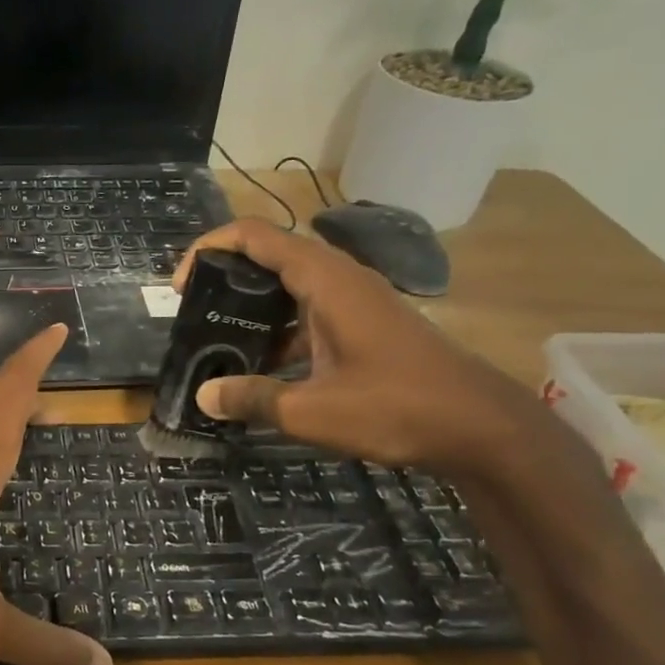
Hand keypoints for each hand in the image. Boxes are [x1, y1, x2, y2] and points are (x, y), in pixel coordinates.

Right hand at [172, 218, 542, 475]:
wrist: (484, 428)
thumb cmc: (397, 408)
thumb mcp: (312, 411)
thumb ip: (253, 398)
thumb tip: (204, 395)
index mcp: (325, 281)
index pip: (255, 236)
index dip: (209, 249)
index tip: (181, 286)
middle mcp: (340, 278)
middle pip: (270, 254)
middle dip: (226, 276)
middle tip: (194, 313)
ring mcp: (357, 300)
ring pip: (291, 284)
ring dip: (253, 304)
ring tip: (219, 338)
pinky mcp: (367, 323)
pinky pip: (310, 309)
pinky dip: (280, 326)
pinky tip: (264, 366)